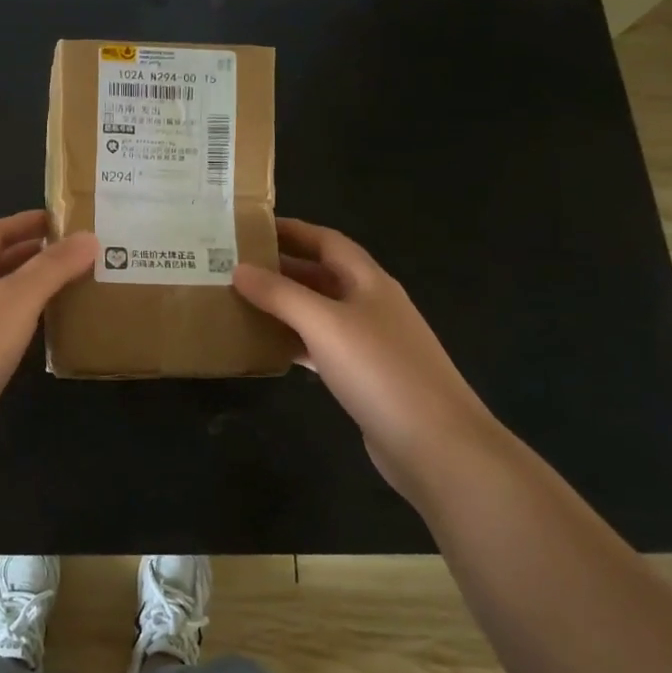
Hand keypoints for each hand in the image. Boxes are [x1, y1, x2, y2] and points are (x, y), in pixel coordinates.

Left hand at [0, 211, 97, 463]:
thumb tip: (89, 237)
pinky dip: (20, 320)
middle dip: (29, 255)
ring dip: (26, 288)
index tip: (59, 220)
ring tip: (65, 287)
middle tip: (70, 253)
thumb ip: (54, 267)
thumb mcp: (18, 298)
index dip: (24, 222)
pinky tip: (42, 330)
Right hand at [232, 218, 501, 497]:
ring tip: (242, 302)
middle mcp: (372, 305)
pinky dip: (296, 342)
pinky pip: (322, 347)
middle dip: (282, 267)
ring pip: (320, 312)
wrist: (437, 445)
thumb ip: (280, 294)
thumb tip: (239, 269)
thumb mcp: (324, 324)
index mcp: (369, 281)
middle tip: (235, 266)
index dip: (292, 230)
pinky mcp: (366, 378)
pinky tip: (268, 348)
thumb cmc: (380, 370)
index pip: (327, 241)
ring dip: (286, 306)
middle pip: (322, 275)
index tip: (251, 228)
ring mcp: (371, 343)